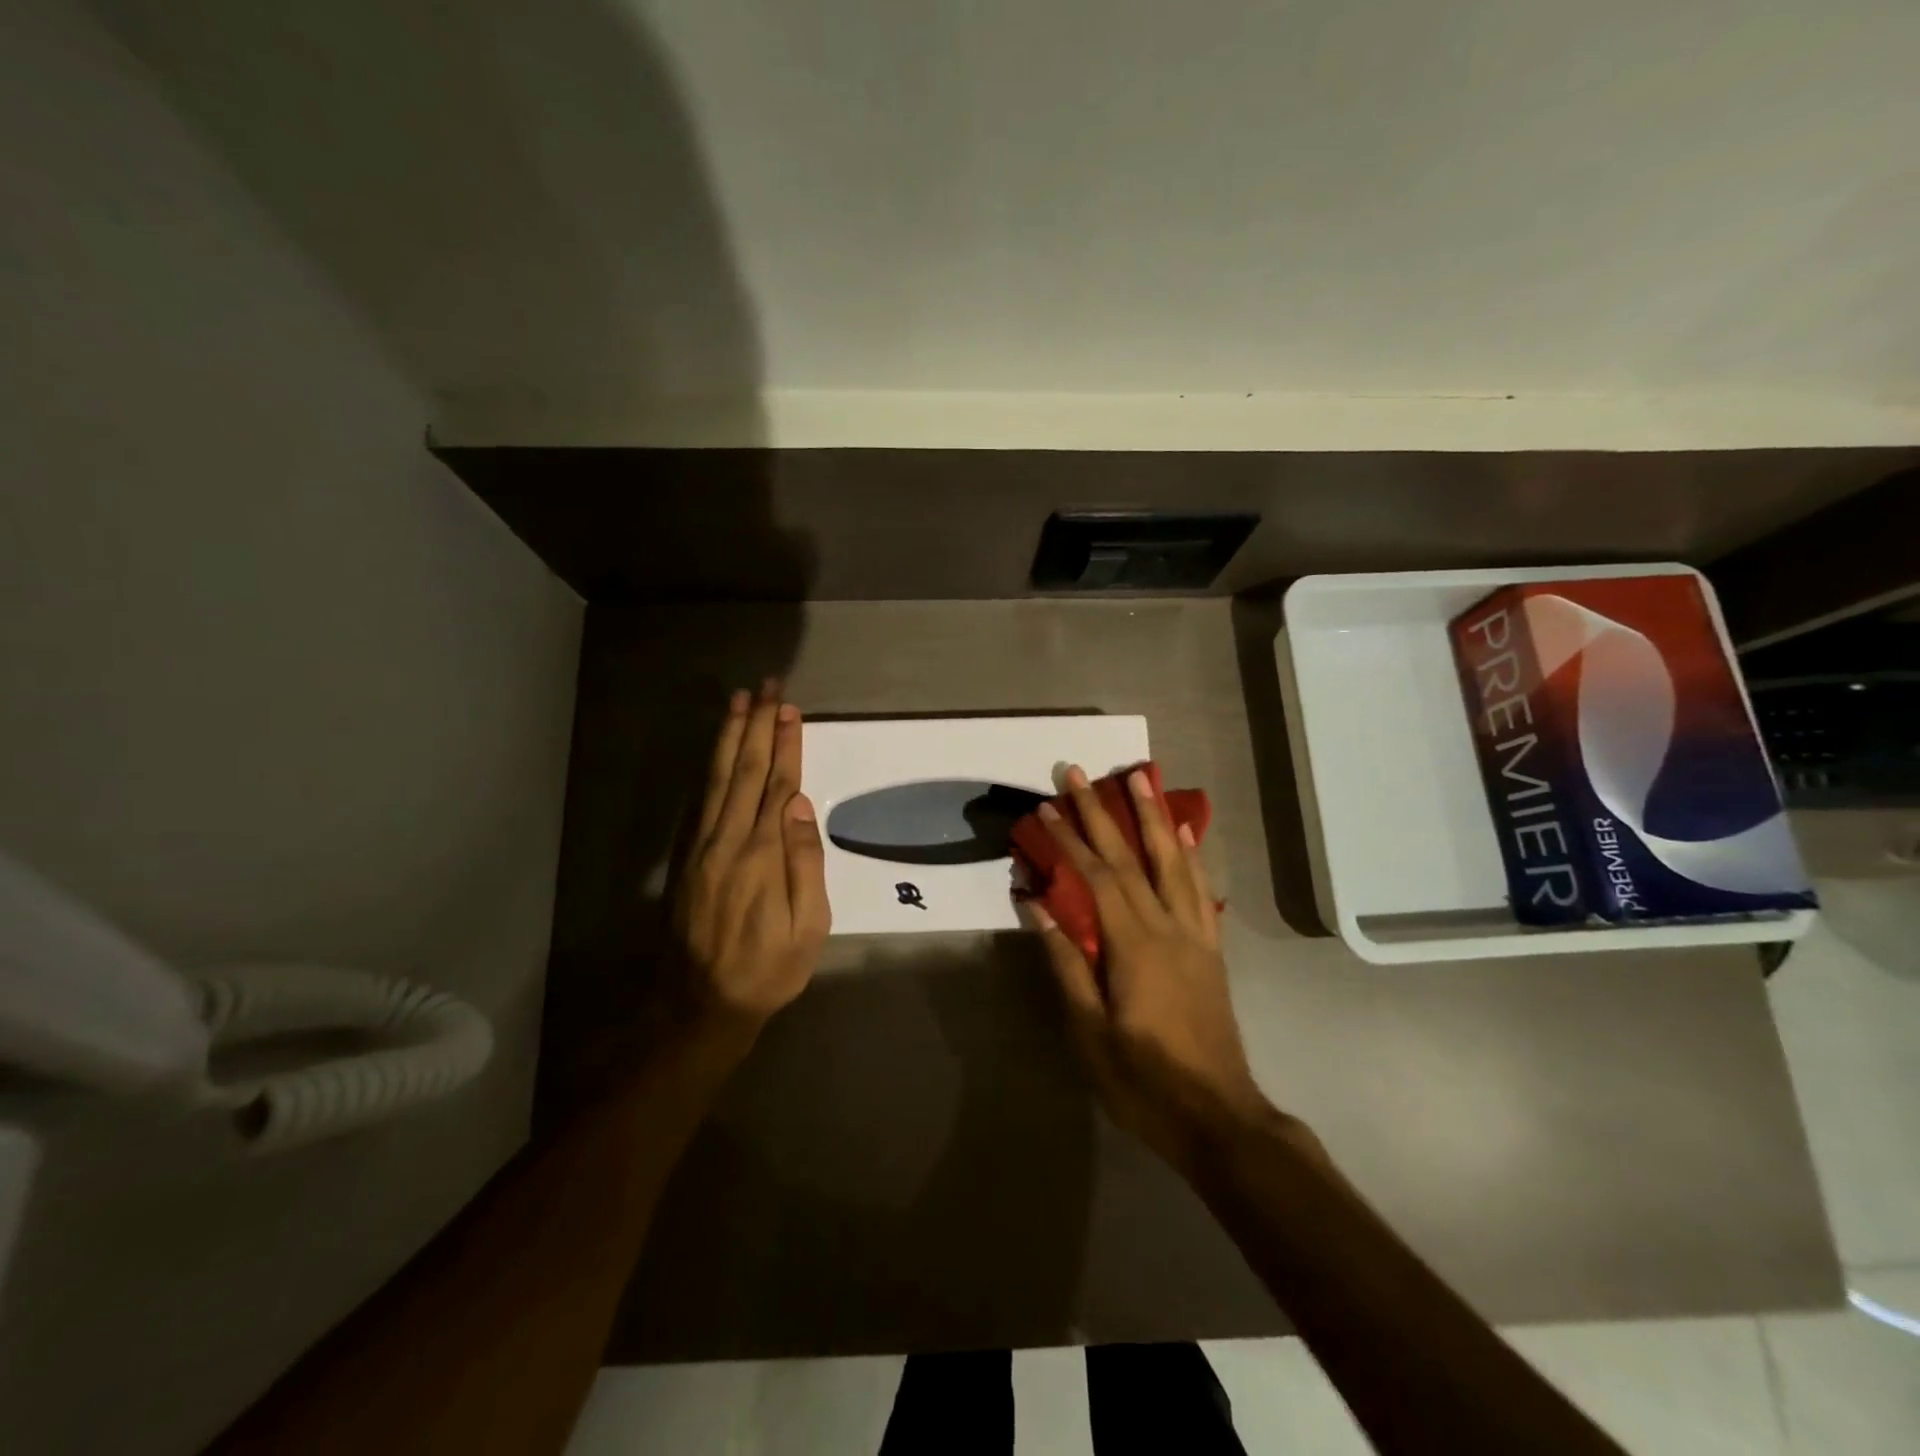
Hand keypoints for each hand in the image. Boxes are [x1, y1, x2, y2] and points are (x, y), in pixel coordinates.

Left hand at [671, 683, 829, 1050]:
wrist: (701, 1004)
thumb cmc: (769, 969)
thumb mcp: (807, 927)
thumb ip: (804, 863)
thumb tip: (798, 806)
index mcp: (762, 855)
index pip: (777, 785)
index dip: (784, 745)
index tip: (789, 710)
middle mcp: (728, 841)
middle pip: (745, 771)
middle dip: (757, 727)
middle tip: (766, 688)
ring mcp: (702, 848)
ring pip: (717, 780)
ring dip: (730, 738)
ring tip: (739, 702)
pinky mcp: (686, 858)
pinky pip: (699, 802)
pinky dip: (709, 769)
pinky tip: (717, 751)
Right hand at [1029, 766, 1272, 1173]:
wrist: (1220, 1119)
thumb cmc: (1144, 1081)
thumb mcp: (1090, 1031)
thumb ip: (1065, 962)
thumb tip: (1037, 905)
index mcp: (1134, 946)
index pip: (1098, 878)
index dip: (1070, 840)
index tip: (1047, 807)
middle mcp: (1168, 928)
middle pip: (1132, 858)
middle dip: (1104, 813)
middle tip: (1081, 773)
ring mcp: (1195, 937)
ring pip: (1173, 863)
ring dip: (1153, 818)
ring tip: (1140, 780)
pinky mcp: (1211, 951)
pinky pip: (1200, 891)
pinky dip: (1191, 857)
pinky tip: (1184, 835)